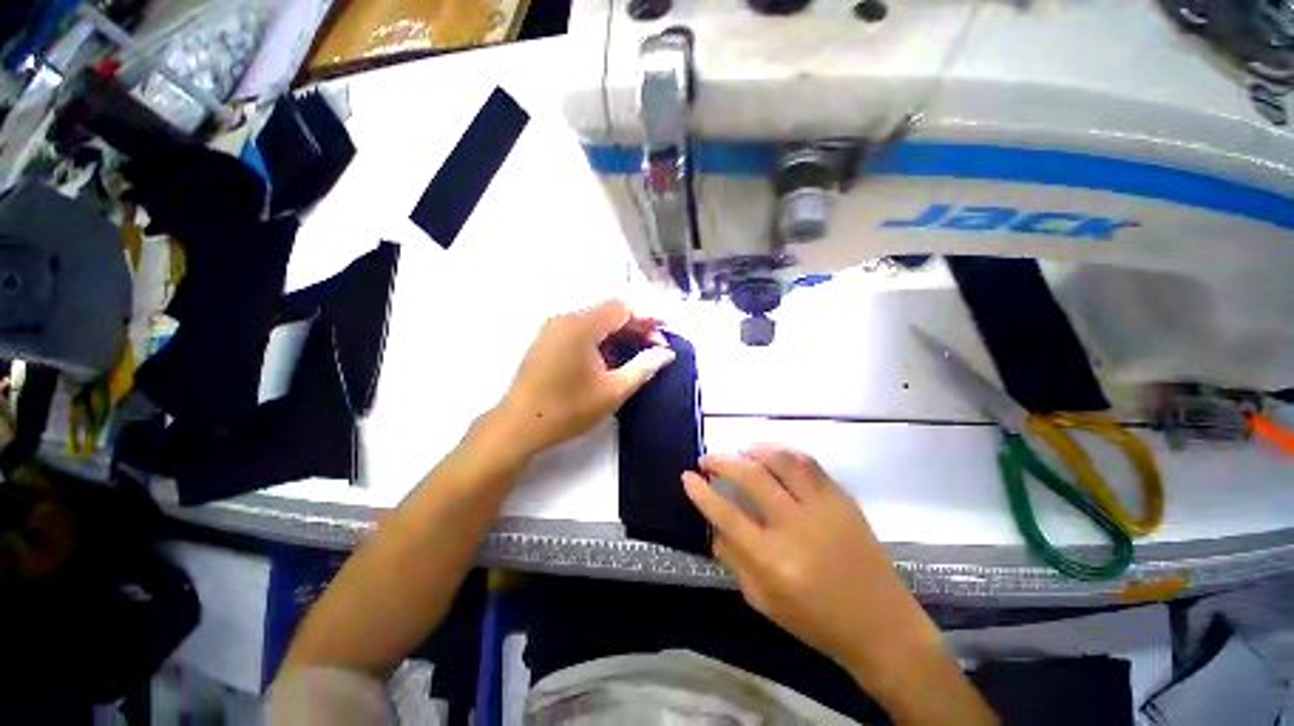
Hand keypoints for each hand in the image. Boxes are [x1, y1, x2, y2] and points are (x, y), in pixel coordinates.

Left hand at [493, 299, 674, 458]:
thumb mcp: (613, 391)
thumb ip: (643, 367)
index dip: (649, 315)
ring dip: (621, 334)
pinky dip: (603, 340)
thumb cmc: (568, 410)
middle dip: (637, 326)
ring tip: (640, 355)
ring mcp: (554, 329)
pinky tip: (614, 358)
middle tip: (657, 347)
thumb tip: (666, 353)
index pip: (623, 307)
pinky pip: (582, 331)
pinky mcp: (548, 341)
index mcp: (581, 326)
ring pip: (597, 322)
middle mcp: (566, 319)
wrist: (518, 427)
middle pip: (610, 312)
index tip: (668, 328)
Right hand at [683, 446, 995, 724]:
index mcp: (772, 561)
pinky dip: (783, 451)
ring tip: (739, 451)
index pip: (726, 514)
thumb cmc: (817, 621)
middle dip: (721, 461)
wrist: (881, 625)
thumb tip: (714, 525)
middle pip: (750, 476)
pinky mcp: (842, 499)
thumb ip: (734, 560)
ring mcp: (822, 508)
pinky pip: (808, 463)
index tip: (687, 476)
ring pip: (781, 460)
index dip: (701, 492)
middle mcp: (795, 527)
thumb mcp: (763, 602)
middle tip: (707, 459)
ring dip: (753, 449)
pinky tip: (771, 454)